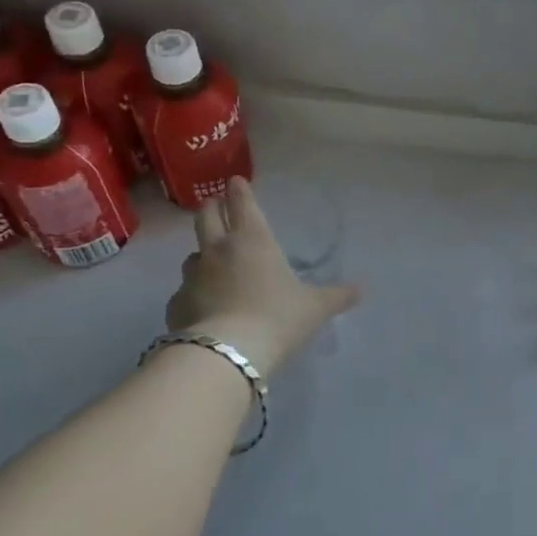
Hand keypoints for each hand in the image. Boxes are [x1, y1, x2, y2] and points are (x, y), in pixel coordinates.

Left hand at [165, 177, 359, 376]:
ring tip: (210, 265)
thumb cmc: (277, 318)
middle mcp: (218, 250)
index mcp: (253, 240)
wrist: (227, 353)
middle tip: (215, 206)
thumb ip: (337, 296)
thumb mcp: (315, 308)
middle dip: (211, 208)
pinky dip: (191, 296)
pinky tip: (201, 308)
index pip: (242, 204)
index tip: (235, 182)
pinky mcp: (176, 305)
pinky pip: (183, 293)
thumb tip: (360, 290)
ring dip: (201, 255)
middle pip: (205, 217)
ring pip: (192, 256)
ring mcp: (192, 277)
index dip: (239, 190)